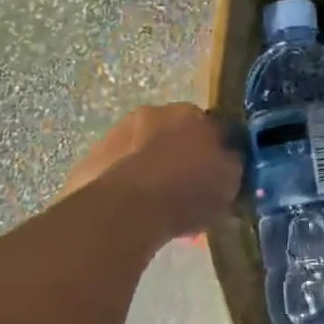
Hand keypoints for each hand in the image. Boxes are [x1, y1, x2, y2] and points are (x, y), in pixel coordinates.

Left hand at [59, 103, 243, 241]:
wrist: (123, 210)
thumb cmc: (186, 191)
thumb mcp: (230, 181)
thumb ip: (233, 165)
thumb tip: (231, 161)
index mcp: (191, 112)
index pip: (213, 127)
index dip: (218, 152)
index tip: (218, 175)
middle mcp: (153, 113)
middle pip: (175, 135)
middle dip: (181, 156)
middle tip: (188, 190)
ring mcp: (117, 134)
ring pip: (144, 151)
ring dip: (152, 169)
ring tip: (159, 205)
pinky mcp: (90, 159)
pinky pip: (119, 171)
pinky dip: (127, 185)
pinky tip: (133, 211)